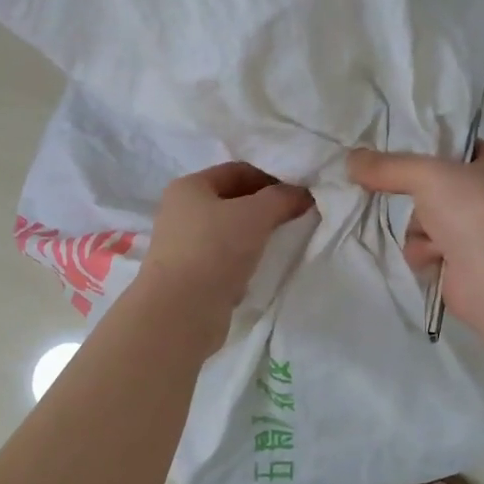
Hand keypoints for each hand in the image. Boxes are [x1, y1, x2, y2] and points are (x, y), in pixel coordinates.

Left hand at [136, 162, 314, 329]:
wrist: (181, 311)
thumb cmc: (215, 250)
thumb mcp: (255, 215)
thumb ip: (282, 198)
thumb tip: (303, 194)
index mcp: (189, 187)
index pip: (237, 171)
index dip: (271, 177)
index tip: (299, 193)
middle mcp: (181, 212)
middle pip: (232, 201)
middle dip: (265, 207)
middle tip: (296, 216)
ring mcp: (183, 245)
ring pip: (229, 232)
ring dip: (255, 236)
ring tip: (283, 242)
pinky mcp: (190, 275)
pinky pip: (224, 259)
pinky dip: (243, 261)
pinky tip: (260, 268)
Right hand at [348, 141, 483, 328]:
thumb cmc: (476, 211)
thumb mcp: (427, 174)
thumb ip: (387, 166)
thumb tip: (350, 159)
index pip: (456, 149)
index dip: (427, 151)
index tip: (394, 157)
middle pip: (433, 190)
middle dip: (417, 200)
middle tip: (407, 198)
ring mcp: (480, 234)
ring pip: (425, 223)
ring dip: (419, 231)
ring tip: (433, 240)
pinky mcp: (465, 266)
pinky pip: (427, 251)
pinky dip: (424, 255)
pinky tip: (434, 259)